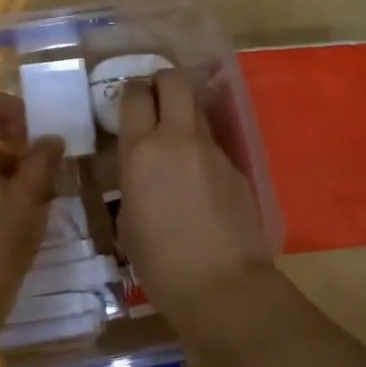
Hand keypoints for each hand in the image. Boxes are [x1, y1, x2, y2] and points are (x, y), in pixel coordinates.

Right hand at [117, 68, 292, 357]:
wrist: (222, 287)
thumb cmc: (160, 263)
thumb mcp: (129, 219)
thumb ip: (134, 180)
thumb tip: (143, 169)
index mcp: (141, 151)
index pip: (135, 94)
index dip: (131, 89)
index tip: (129, 99)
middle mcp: (176, 138)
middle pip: (173, 80)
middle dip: (162, 80)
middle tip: (154, 96)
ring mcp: (212, 150)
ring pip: (197, 108)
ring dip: (184, 112)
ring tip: (175, 138)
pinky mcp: (236, 167)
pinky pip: (213, 143)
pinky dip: (202, 148)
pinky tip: (199, 179)